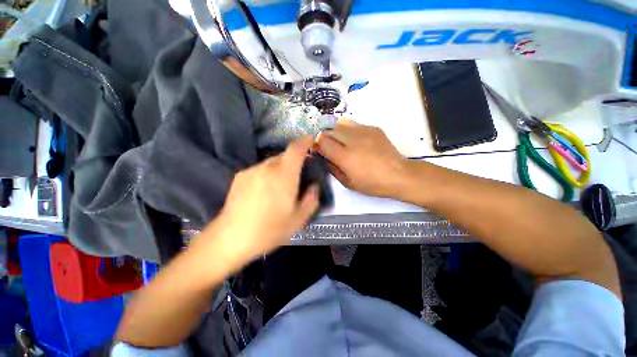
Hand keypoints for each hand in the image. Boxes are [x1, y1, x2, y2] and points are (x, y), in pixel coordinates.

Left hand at [201, 135, 318, 263]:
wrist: (231, 238)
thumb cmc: (269, 230)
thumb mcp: (298, 219)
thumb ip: (311, 199)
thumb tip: (314, 186)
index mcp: (284, 176)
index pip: (295, 149)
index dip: (304, 142)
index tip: (310, 140)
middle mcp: (267, 167)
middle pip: (284, 156)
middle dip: (293, 162)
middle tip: (295, 179)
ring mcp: (252, 170)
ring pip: (272, 163)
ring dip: (280, 170)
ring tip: (278, 189)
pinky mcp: (240, 176)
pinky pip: (260, 169)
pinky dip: (267, 174)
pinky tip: (263, 193)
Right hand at [317, 119, 410, 197]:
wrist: (398, 175)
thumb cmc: (372, 183)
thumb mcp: (348, 183)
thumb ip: (333, 168)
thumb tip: (324, 156)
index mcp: (345, 156)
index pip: (322, 141)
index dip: (317, 144)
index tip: (318, 150)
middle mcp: (352, 140)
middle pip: (329, 130)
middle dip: (324, 137)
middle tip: (328, 146)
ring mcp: (364, 131)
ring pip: (340, 124)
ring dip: (335, 131)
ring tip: (339, 141)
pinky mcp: (373, 128)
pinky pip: (354, 124)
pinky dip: (349, 130)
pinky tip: (354, 140)